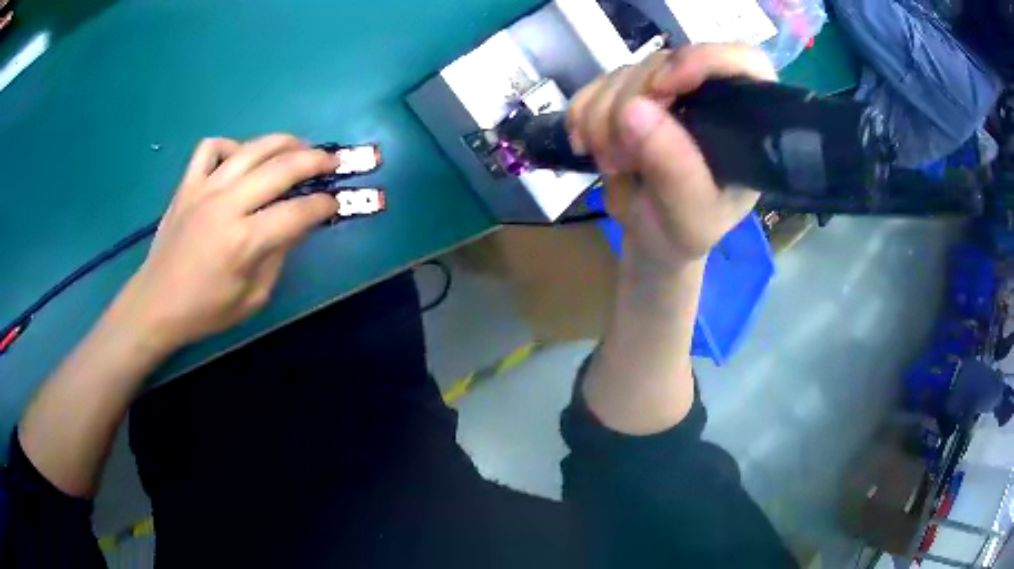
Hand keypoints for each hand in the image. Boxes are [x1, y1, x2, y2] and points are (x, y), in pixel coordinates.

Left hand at [112, 134, 339, 351]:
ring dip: (283, 142)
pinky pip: (211, 147)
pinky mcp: (186, 185)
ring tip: (299, 147)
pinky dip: (230, 146)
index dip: (324, 204)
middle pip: (281, 168)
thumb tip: (297, 225)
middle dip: (316, 161)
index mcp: (244, 241)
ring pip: (251, 148)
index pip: (297, 212)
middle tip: (333, 162)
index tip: (335, 202)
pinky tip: (240, 159)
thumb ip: (278, 257)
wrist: (156, 304)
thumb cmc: (205, 311)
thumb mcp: (252, 298)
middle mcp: (226, 205)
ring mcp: (204, 189)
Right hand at [568, 45, 776, 267]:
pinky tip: (585, 145)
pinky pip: (596, 84)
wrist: (652, 238)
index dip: (704, 60)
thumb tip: (634, 109)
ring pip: (626, 72)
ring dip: (602, 116)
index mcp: (743, 122)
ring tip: (610, 163)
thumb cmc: (686, 231)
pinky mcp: (629, 94)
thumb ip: (675, 169)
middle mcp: (707, 96)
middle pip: (667, 63)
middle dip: (631, 103)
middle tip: (620, 157)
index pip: (743, 62)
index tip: (663, 88)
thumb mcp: (691, 216)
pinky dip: (582, 112)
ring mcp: (665, 91)